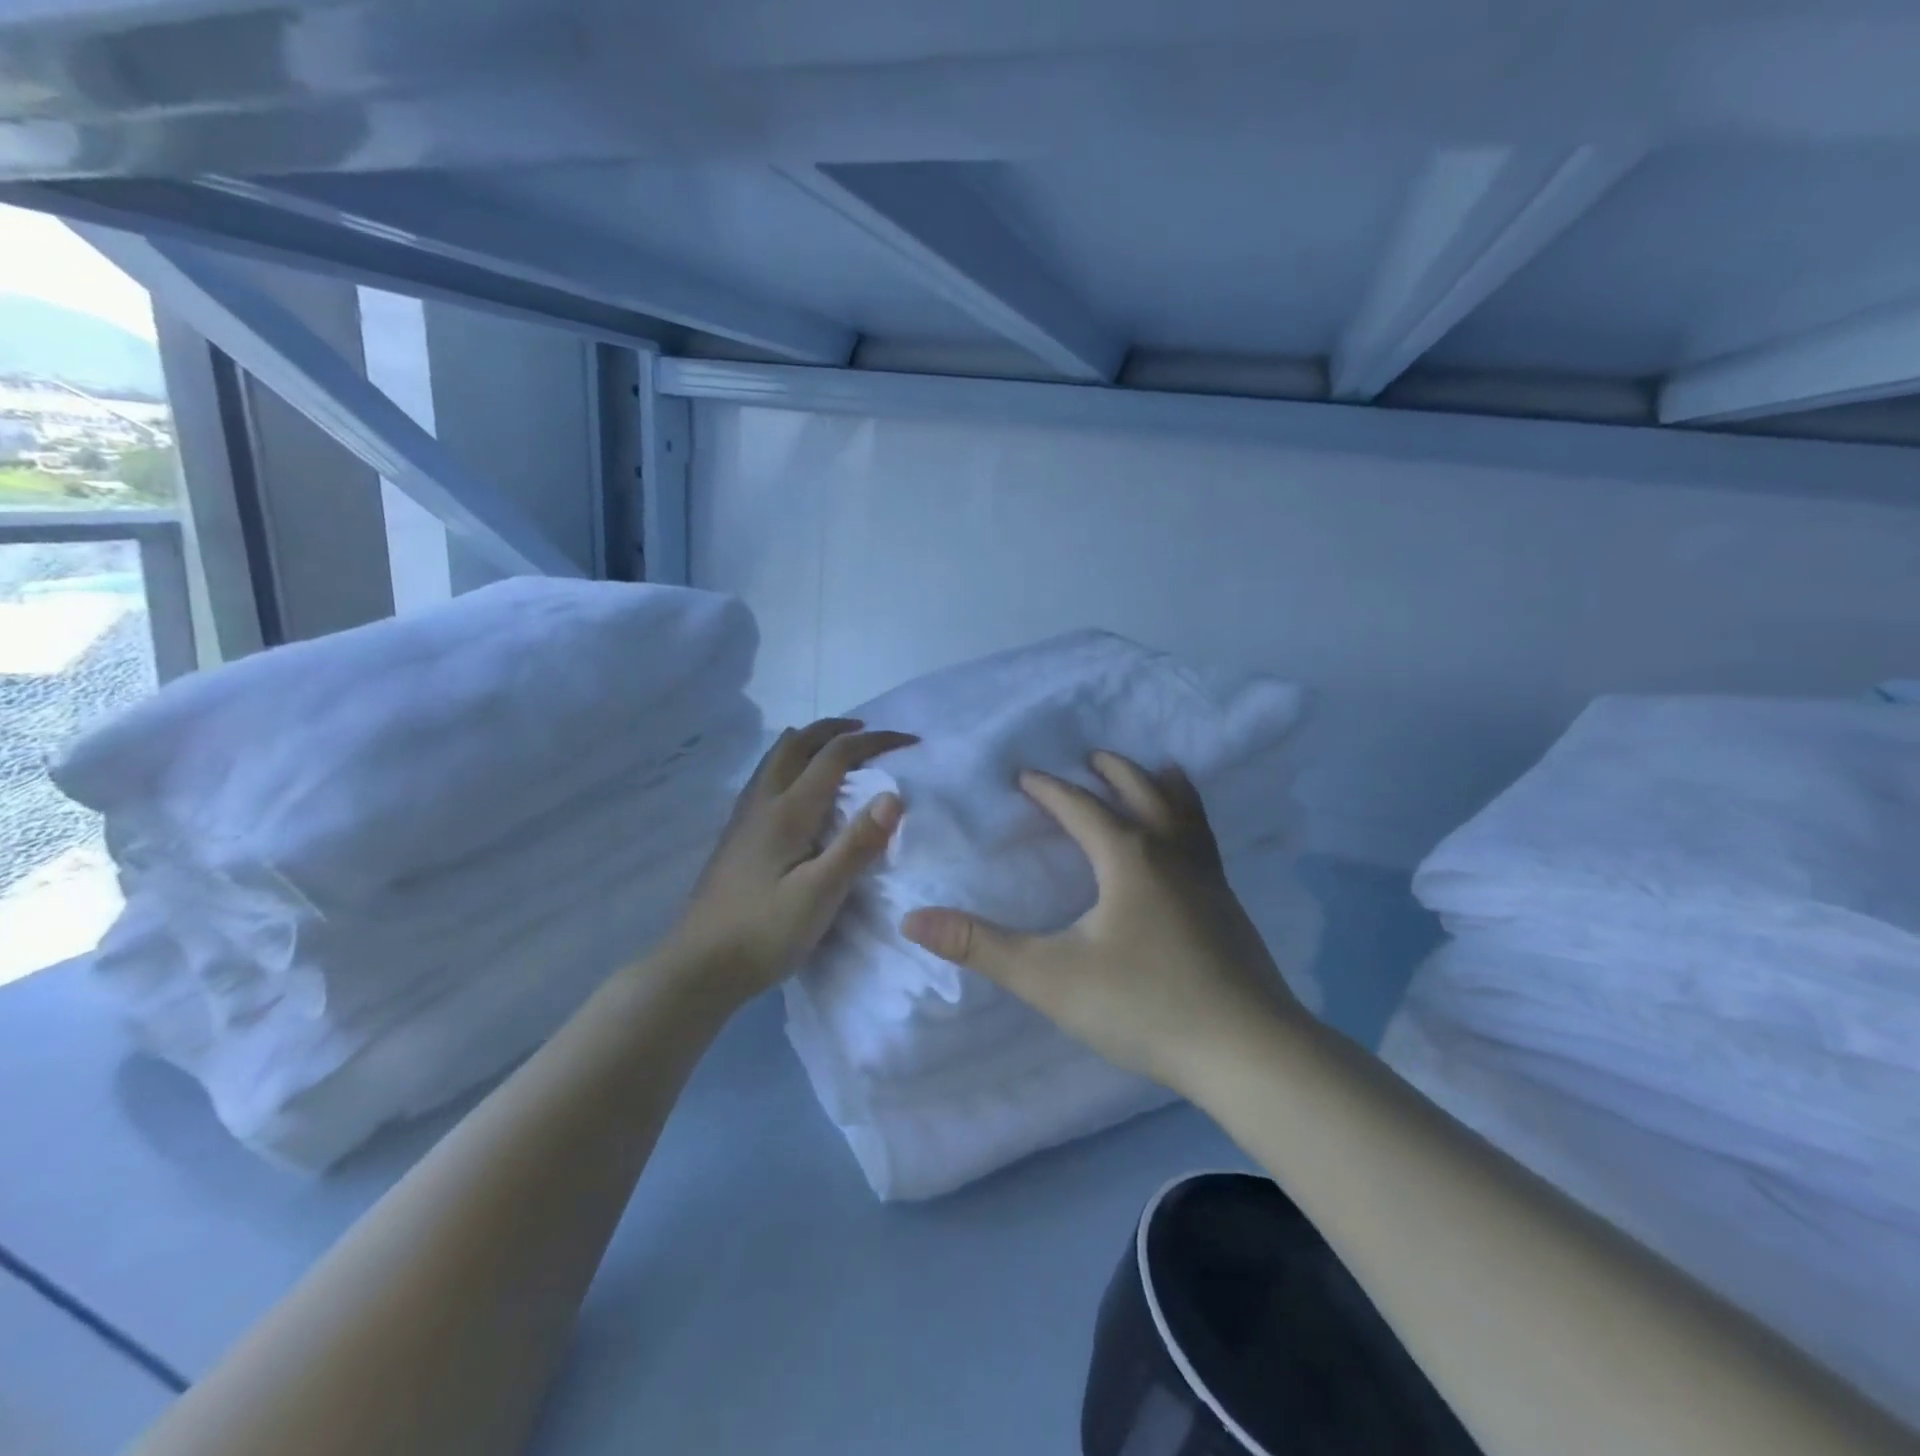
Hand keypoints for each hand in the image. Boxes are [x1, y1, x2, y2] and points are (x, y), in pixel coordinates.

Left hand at [665, 718, 915, 1008]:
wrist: (698, 967)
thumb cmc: (763, 933)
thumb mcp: (819, 895)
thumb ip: (856, 844)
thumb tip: (893, 795)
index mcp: (787, 811)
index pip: (835, 756)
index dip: (874, 742)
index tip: (909, 742)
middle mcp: (763, 802)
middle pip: (798, 743)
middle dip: (835, 729)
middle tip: (867, 732)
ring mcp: (744, 818)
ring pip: (776, 757)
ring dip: (809, 740)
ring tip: (833, 747)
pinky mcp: (736, 836)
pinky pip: (766, 777)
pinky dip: (790, 762)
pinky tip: (795, 787)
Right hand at [901, 751, 1307, 1095]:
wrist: (1247, 1050)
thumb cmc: (1143, 1005)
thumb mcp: (1049, 977)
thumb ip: (981, 946)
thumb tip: (913, 920)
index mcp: (1128, 856)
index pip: (1080, 806)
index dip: (1049, 789)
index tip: (1025, 776)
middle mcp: (1171, 853)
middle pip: (1141, 792)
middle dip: (1112, 771)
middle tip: (1091, 756)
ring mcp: (1207, 878)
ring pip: (1184, 812)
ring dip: (1162, 785)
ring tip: (1159, 769)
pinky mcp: (1228, 905)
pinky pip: (1205, 841)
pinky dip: (1192, 820)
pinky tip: (1192, 843)